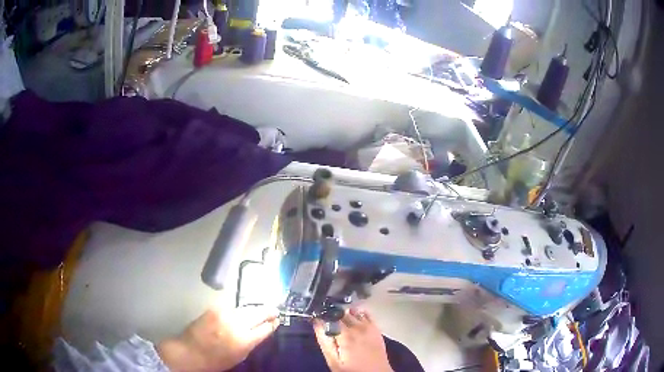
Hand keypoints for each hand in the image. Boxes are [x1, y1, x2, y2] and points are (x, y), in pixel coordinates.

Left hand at [157, 305, 279, 371]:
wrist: (190, 351)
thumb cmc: (216, 360)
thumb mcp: (239, 356)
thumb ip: (251, 342)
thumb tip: (261, 331)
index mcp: (245, 340)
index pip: (265, 327)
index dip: (272, 323)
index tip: (277, 320)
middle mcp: (236, 324)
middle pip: (258, 313)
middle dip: (267, 311)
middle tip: (274, 310)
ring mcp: (224, 314)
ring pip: (245, 308)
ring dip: (253, 310)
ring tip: (260, 310)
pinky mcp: (214, 309)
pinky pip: (232, 308)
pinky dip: (238, 310)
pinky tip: (241, 312)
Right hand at [314, 308, 392, 371]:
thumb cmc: (353, 370)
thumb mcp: (334, 361)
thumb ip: (325, 342)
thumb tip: (317, 322)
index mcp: (346, 334)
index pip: (331, 315)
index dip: (323, 315)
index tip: (316, 317)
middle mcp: (358, 326)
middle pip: (342, 312)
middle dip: (333, 314)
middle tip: (327, 323)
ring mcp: (369, 326)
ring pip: (353, 311)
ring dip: (344, 313)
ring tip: (339, 321)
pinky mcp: (376, 328)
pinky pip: (366, 314)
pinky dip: (358, 312)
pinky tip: (353, 318)